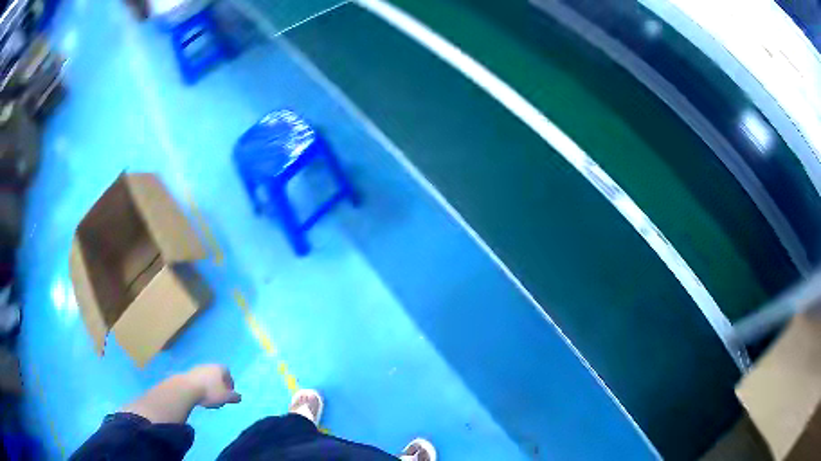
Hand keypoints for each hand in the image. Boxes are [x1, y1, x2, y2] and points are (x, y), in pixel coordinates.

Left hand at [184, 364, 241, 408]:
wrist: (187, 388)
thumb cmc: (210, 392)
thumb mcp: (226, 397)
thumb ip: (235, 397)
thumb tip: (238, 397)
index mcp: (220, 368)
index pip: (228, 375)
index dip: (230, 385)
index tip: (229, 394)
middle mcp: (209, 365)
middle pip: (217, 376)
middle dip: (219, 386)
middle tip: (220, 397)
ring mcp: (198, 368)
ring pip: (208, 378)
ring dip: (210, 387)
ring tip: (209, 398)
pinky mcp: (189, 373)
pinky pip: (199, 381)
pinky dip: (201, 387)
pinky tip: (200, 395)